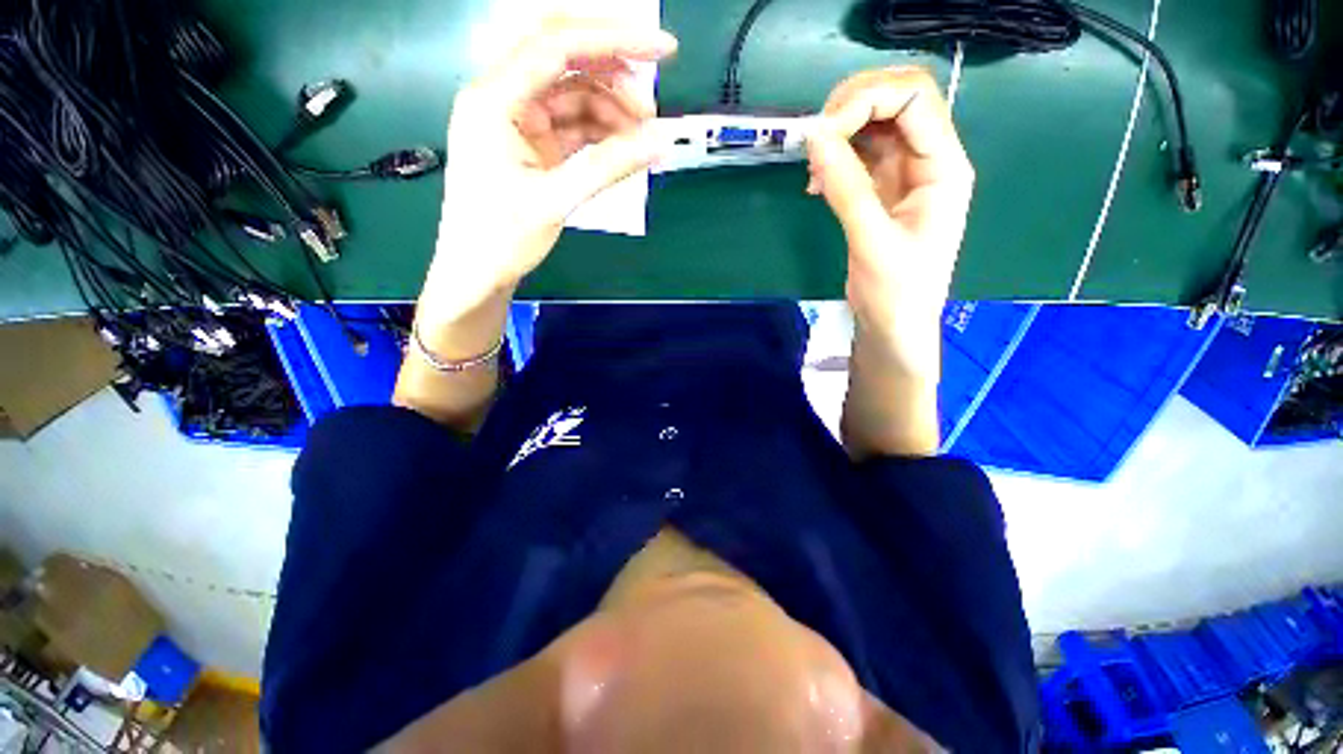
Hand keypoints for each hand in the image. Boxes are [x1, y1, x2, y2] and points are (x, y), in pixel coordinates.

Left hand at [424, 18, 677, 319]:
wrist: (477, 272)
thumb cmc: (502, 239)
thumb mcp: (556, 201)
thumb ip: (608, 167)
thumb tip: (659, 142)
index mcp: (494, 99)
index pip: (557, 45)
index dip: (615, 40)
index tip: (663, 52)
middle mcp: (502, 97)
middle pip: (564, 60)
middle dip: (613, 73)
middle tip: (651, 109)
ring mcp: (517, 121)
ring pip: (572, 95)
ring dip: (610, 111)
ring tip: (641, 141)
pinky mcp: (530, 143)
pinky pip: (571, 125)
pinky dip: (600, 134)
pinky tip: (622, 150)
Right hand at [805, 68, 973, 379]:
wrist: (894, 324)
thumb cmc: (896, 291)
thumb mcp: (872, 240)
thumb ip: (845, 187)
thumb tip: (815, 135)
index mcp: (944, 166)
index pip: (914, 98)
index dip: (867, 99)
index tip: (823, 132)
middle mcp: (928, 159)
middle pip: (895, 99)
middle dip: (852, 106)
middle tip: (814, 140)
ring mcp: (904, 173)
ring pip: (874, 123)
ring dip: (839, 132)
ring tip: (813, 166)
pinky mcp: (881, 189)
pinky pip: (858, 154)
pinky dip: (834, 158)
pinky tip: (816, 182)